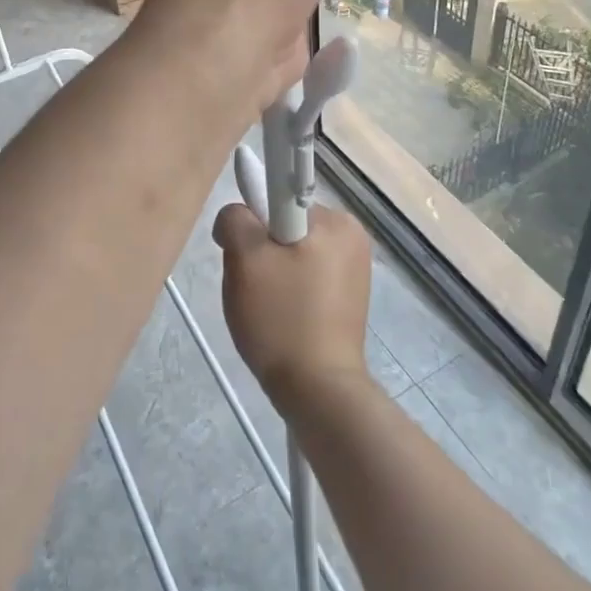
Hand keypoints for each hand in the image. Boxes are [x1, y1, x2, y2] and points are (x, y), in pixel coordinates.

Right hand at [214, 201, 372, 411]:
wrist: (318, 392)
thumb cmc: (282, 318)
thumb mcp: (245, 259)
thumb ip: (236, 219)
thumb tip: (237, 216)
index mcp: (336, 221)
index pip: (278, 198)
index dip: (252, 221)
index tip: (241, 251)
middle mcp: (352, 237)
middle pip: (283, 225)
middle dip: (260, 249)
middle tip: (250, 285)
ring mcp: (354, 269)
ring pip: (291, 253)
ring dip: (271, 272)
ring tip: (265, 308)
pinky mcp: (348, 298)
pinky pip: (305, 277)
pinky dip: (287, 290)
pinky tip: (281, 318)